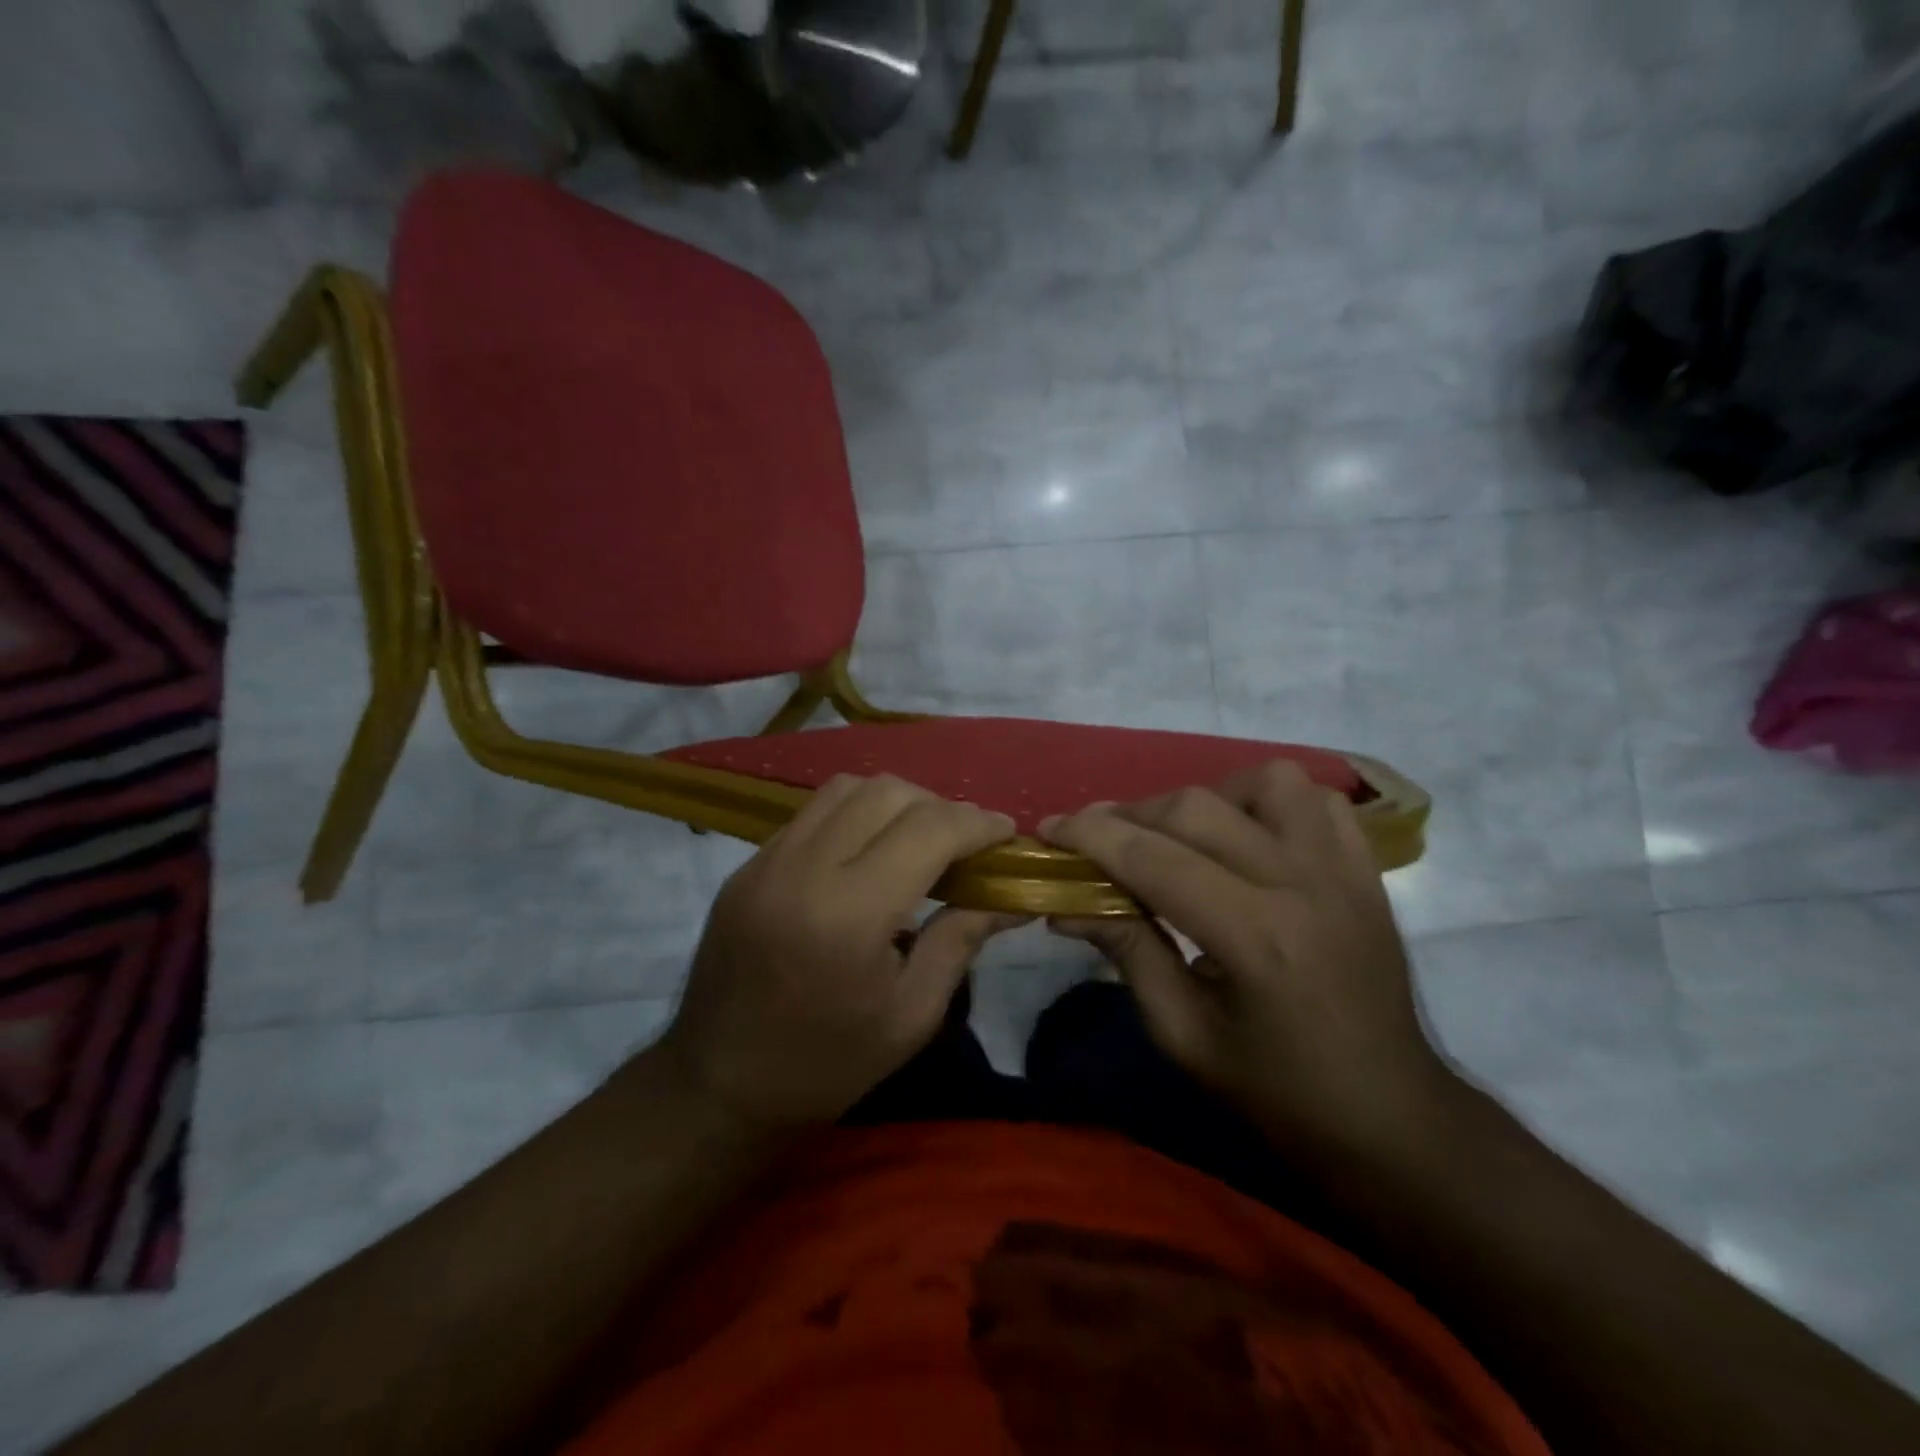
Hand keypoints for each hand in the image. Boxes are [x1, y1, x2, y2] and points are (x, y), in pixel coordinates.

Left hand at [660, 775, 1022, 1131]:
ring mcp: (767, 860)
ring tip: (917, 840)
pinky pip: (813, 813)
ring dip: (896, 802)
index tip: (1006, 834)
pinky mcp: (748, 865)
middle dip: (940, 807)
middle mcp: (804, 869)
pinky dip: (854, 815)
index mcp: (849, 914)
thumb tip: (1014, 897)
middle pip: (888, 793)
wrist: (718, 1085)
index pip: (928, 830)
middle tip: (964, 844)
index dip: (978, 823)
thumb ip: (961, 939)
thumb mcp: (911, 1015)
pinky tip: (868, 852)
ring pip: (847, 789)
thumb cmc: (827, 1064)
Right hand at [1042, 761, 1457, 1156]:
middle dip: (1129, 816)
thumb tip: (1065, 904)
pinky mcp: (1367, 869)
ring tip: (1180, 837)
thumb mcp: (1182, 1033)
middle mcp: (1304, 884)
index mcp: (1257, 939)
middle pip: (1197, 808)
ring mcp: (1344, 869)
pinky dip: (1267, 800)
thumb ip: (1126, 951)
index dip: (1093, 836)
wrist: (1390, 1118)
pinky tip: (1244, 834)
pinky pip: (1314, 798)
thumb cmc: (1276, 1092)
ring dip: (1205, 799)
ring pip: (1262, 782)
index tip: (1051, 830)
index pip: (1155, 859)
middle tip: (1095, 840)